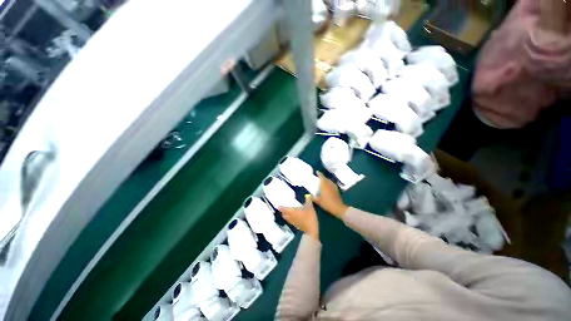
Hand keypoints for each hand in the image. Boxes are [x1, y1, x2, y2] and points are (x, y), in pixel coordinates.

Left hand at [279, 195, 318, 239]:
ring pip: (287, 219)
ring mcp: (293, 222)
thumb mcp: (310, 207)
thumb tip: (308, 195)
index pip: (284, 209)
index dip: (281, 208)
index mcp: (292, 211)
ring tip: (287, 213)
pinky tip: (294, 217)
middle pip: (284, 215)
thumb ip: (308, 200)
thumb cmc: (309, 217)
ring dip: (286, 215)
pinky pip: (291, 221)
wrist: (312, 229)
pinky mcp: (296, 226)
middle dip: (283, 212)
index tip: (278, 206)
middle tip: (283, 209)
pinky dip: (290, 219)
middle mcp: (291, 217)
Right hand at [314, 172, 347, 218]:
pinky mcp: (337, 190)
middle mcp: (329, 184)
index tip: (317, 171)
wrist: (338, 208)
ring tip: (323, 181)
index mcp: (324, 185)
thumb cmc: (327, 203)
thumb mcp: (318, 201)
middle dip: (322, 177)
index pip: (322, 177)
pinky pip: (332, 184)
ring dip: (326, 180)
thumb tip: (307, 196)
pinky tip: (328, 187)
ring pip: (329, 181)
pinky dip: (329, 184)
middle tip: (319, 177)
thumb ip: (313, 198)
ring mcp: (334, 187)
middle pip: (326, 178)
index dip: (319, 174)